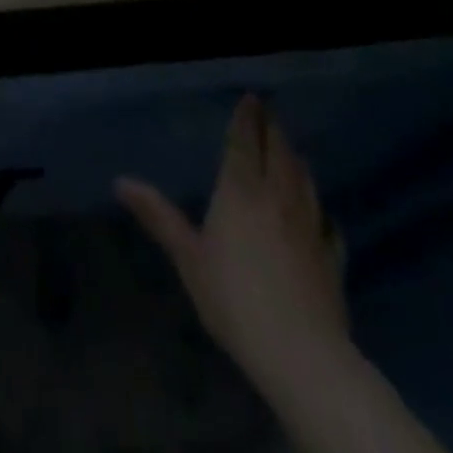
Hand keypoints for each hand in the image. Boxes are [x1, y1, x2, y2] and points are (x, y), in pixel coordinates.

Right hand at [116, 93, 349, 396]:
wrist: (302, 354)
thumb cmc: (234, 298)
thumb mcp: (188, 256)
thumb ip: (158, 216)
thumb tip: (120, 181)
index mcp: (240, 192)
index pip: (244, 144)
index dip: (247, 119)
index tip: (251, 98)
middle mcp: (277, 199)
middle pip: (279, 154)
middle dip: (273, 130)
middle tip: (269, 113)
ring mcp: (310, 228)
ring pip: (305, 181)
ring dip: (296, 159)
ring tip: (291, 149)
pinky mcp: (332, 259)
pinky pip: (329, 224)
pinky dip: (321, 209)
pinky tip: (322, 214)